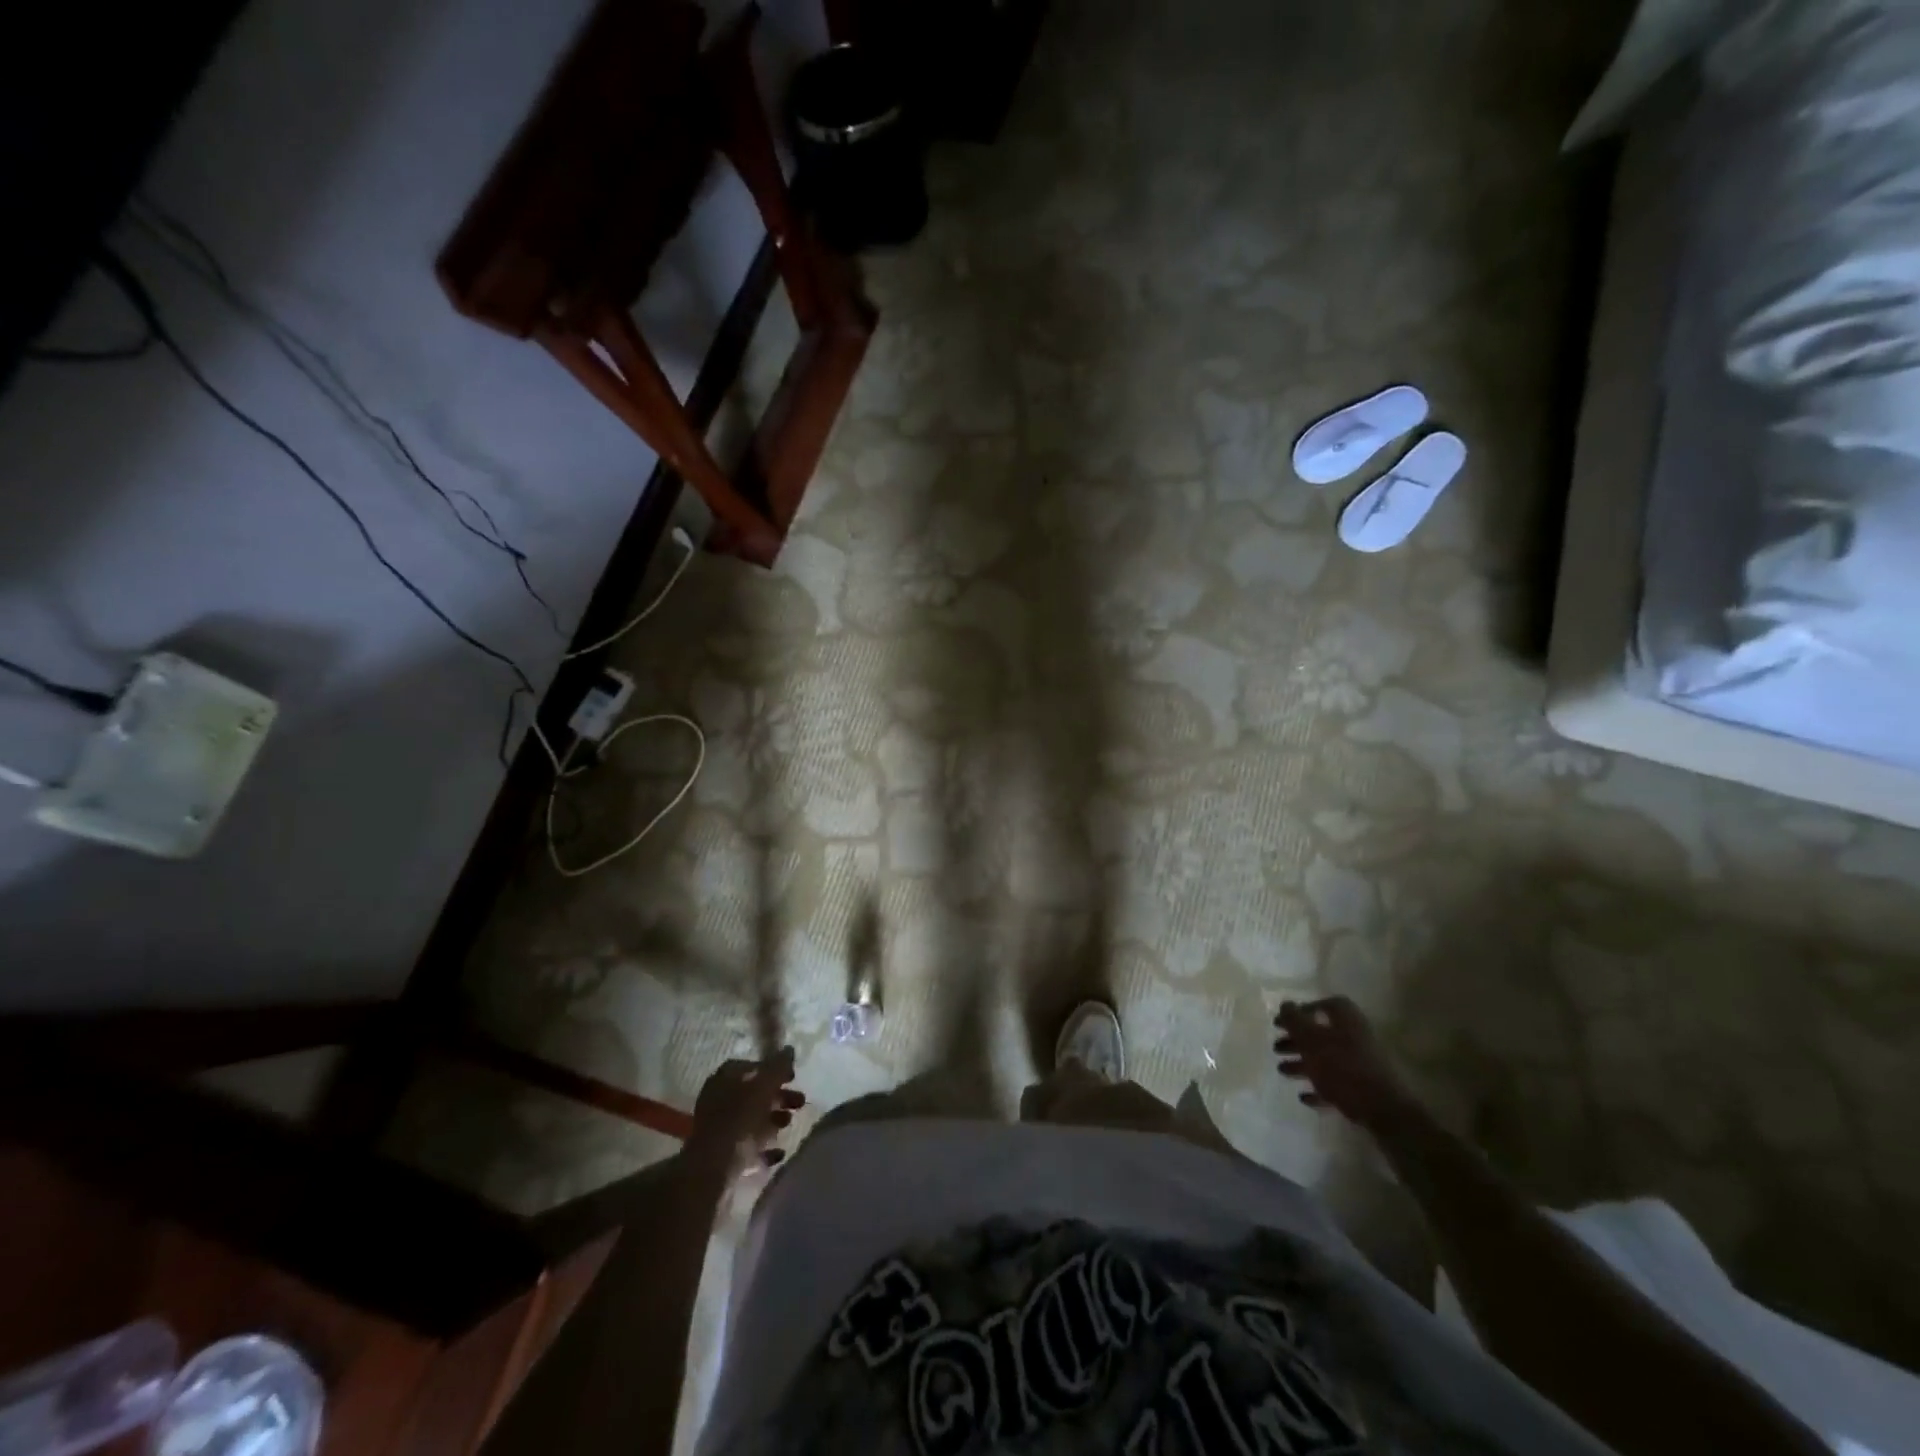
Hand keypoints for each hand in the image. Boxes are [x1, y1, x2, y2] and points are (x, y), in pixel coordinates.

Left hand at [683, 1047, 804, 1183]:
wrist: (713, 1172)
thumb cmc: (739, 1121)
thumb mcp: (764, 1087)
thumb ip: (778, 1067)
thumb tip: (789, 1049)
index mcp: (723, 1080)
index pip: (750, 1067)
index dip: (773, 1069)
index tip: (792, 1077)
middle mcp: (717, 1102)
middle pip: (752, 1094)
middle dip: (778, 1097)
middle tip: (799, 1102)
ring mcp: (718, 1131)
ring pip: (750, 1120)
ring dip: (773, 1120)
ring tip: (789, 1124)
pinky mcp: (721, 1158)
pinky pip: (747, 1147)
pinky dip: (764, 1147)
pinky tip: (780, 1152)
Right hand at [1274, 997, 1415, 1131]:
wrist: (1385, 1109)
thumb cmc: (1342, 1066)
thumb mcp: (1310, 1038)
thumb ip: (1294, 1020)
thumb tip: (1285, 1004)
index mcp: (1347, 1019)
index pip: (1325, 1005)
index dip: (1303, 1010)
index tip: (1283, 1022)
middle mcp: (1357, 1037)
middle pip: (1322, 1034)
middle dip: (1297, 1041)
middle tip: (1276, 1047)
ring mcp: (1363, 1064)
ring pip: (1327, 1059)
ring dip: (1303, 1064)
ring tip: (1282, 1070)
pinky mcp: (1365, 1089)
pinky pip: (1337, 1083)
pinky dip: (1319, 1087)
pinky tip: (1304, 1096)